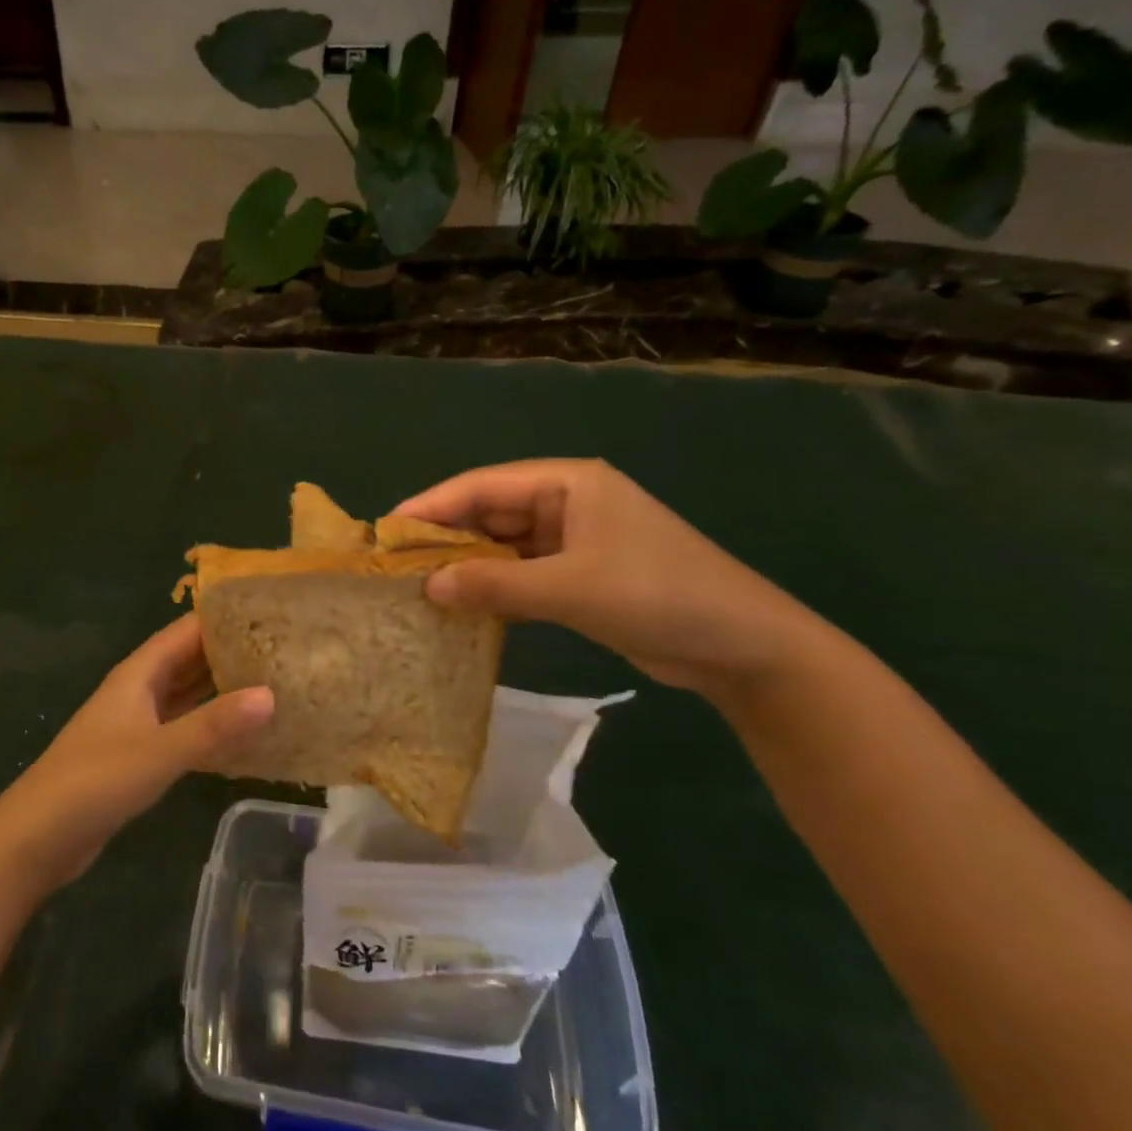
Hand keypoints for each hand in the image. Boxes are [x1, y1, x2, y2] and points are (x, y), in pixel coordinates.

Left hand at [0, 614, 272, 890]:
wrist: (38, 836)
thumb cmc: (95, 781)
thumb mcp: (159, 751)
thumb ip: (213, 725)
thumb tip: (270, 694)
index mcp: (139, 674)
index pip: (187, 630)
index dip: (225, 618)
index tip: (270, 612)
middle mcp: (139, 690)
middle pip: (189, 659)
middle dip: (231, 652)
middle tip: (283, 649)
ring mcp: (138, 723)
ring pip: (187, 694)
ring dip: (222, 688)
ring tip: (274, 683)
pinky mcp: (139, 755)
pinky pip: (183, 727)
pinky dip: (210, 724)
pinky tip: (242, 733)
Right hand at [393, 459, 834, 697]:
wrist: (744, 647)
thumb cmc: (658, 596)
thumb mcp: (571, 589)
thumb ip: (494, 585)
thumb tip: (427, 588)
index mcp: (567, 483)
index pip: (482, 485)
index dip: (432, 505)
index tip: (386, 529)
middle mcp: (566, 502)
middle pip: (489, 512)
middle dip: (445, 537)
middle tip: (394, 565)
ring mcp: (574, 540)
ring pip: (502, 545)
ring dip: (466, 565)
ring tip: (417, 587)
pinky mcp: (579, 574)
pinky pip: (520, 572)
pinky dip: (492, 586)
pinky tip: (460, 604)